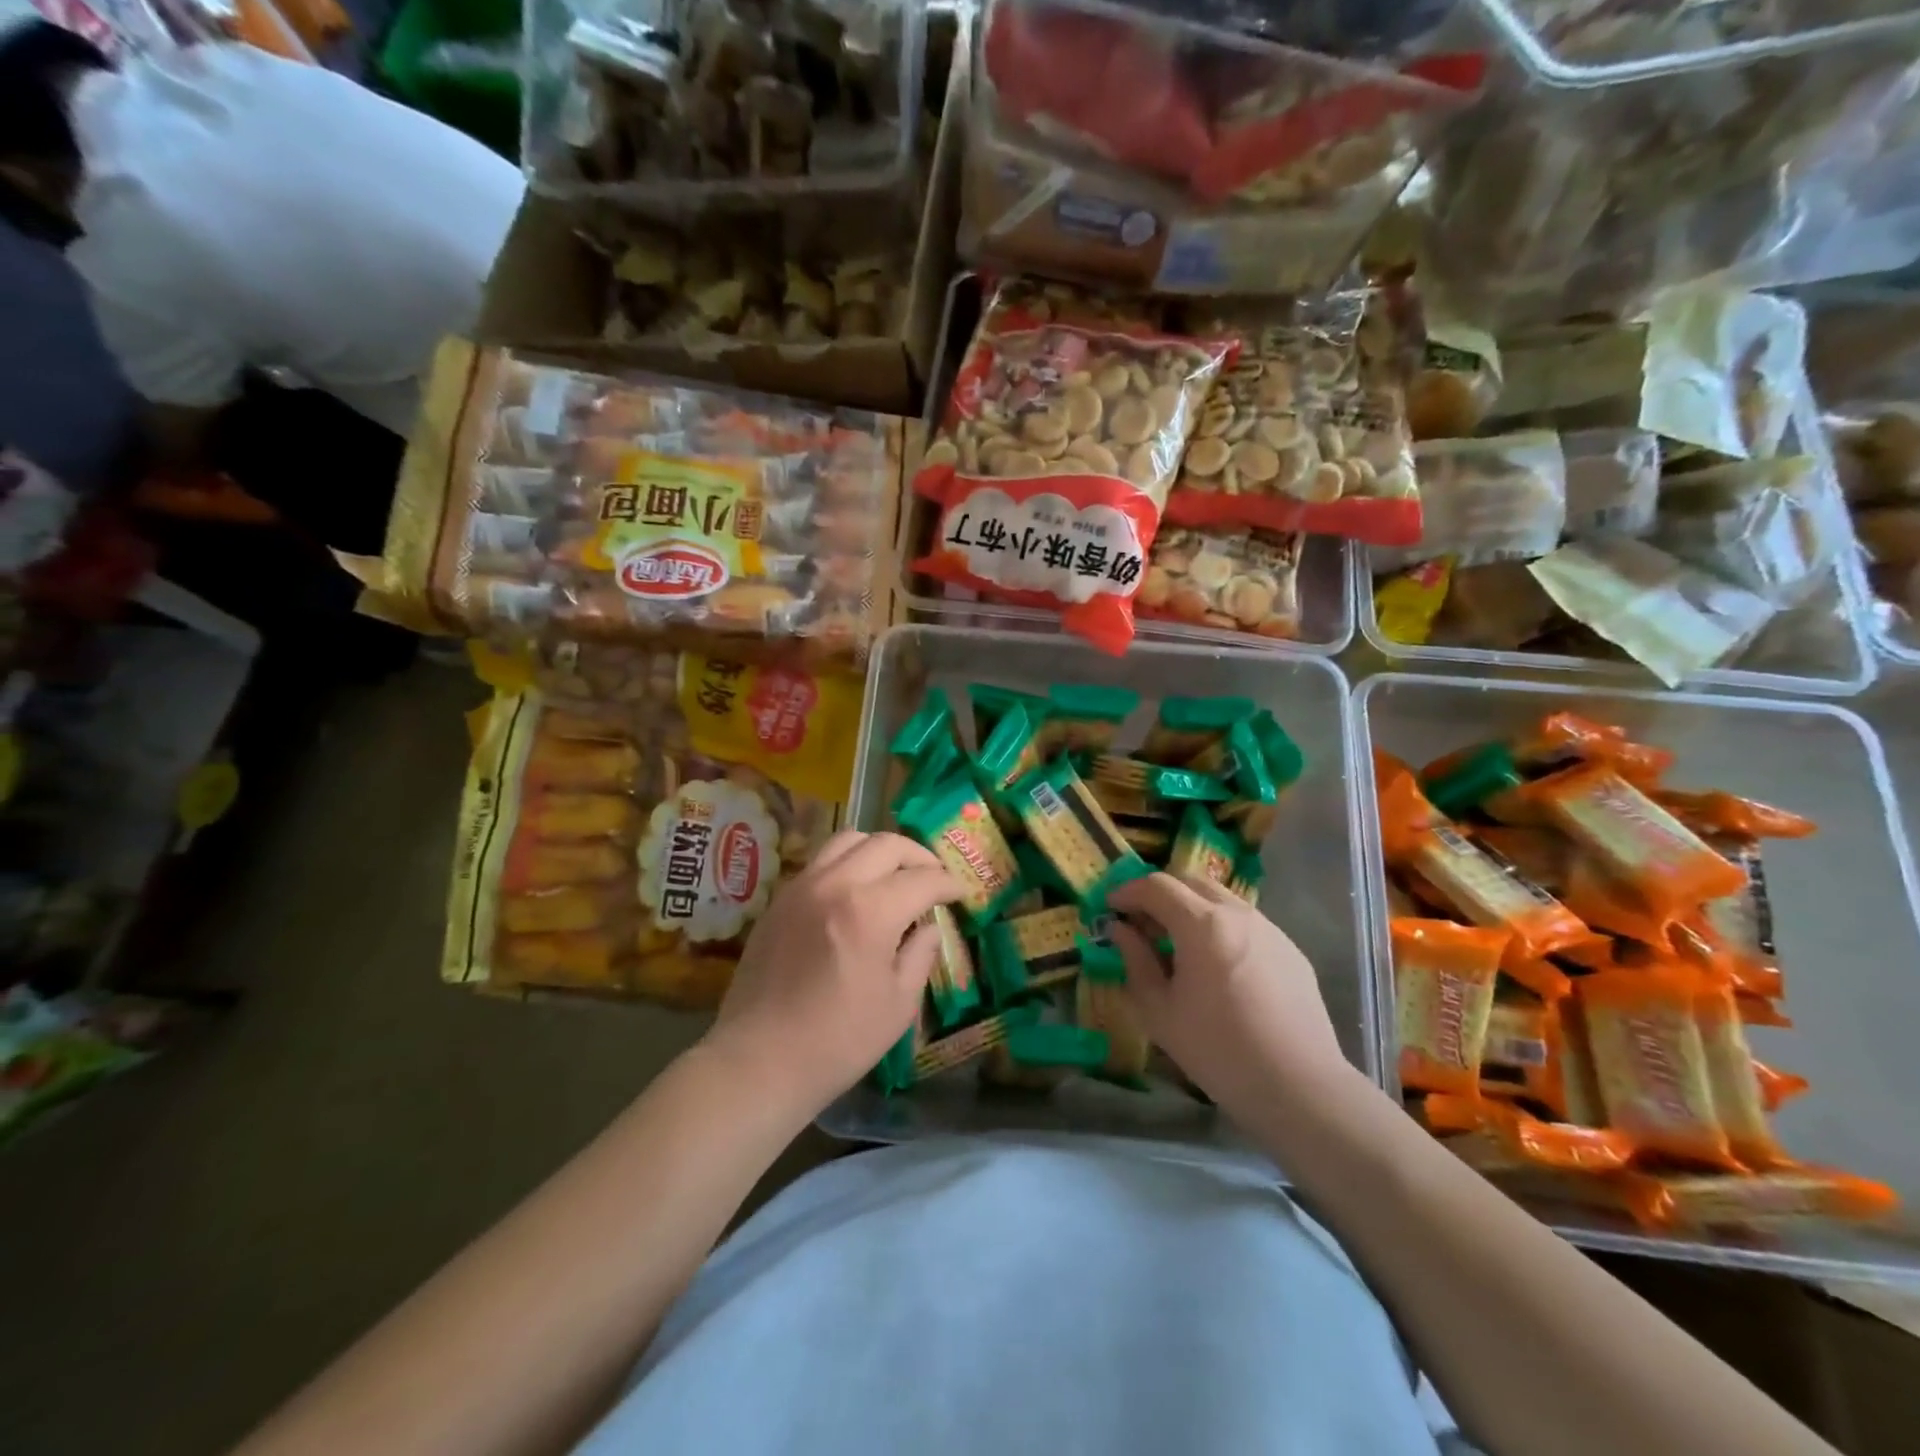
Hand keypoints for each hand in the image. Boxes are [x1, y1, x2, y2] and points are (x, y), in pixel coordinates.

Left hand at [705, 830, 958, 1118]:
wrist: (758, 1060)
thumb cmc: (838, 1041)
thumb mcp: (898, 1005)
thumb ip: (921, 955)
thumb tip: (929, 927)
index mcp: (870, 911)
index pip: (922, 879)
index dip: (949, 884)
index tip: (961, 893)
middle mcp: (835, 884)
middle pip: (886, 844)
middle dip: (919, 856)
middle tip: (933, 878)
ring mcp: (802, 887)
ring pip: (849, 840)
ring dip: (880, 850)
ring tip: (894, 875)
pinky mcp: (780, 899)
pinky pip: (821, 861)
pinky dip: (848, 863)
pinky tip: (856, 892)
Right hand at [1108, 873, 1354, 1121]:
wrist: (1299, 1088)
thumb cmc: (1218, 1051)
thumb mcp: (1159, 1011)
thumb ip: (1135, 961)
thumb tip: (1121, 929)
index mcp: (1202, 925)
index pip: (1156, 886)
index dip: (1128, 891)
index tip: (1111, 907)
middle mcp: (1238, 914)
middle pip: (1191, 881)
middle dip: (1160, 893)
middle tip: (1143, 923)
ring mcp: (1270, 929)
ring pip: (1221, 899)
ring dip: (1192, 909)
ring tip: (1179, 946)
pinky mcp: (1290, 950)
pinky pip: (1246, 924)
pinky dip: (1221, 928)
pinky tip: (1218, 968)